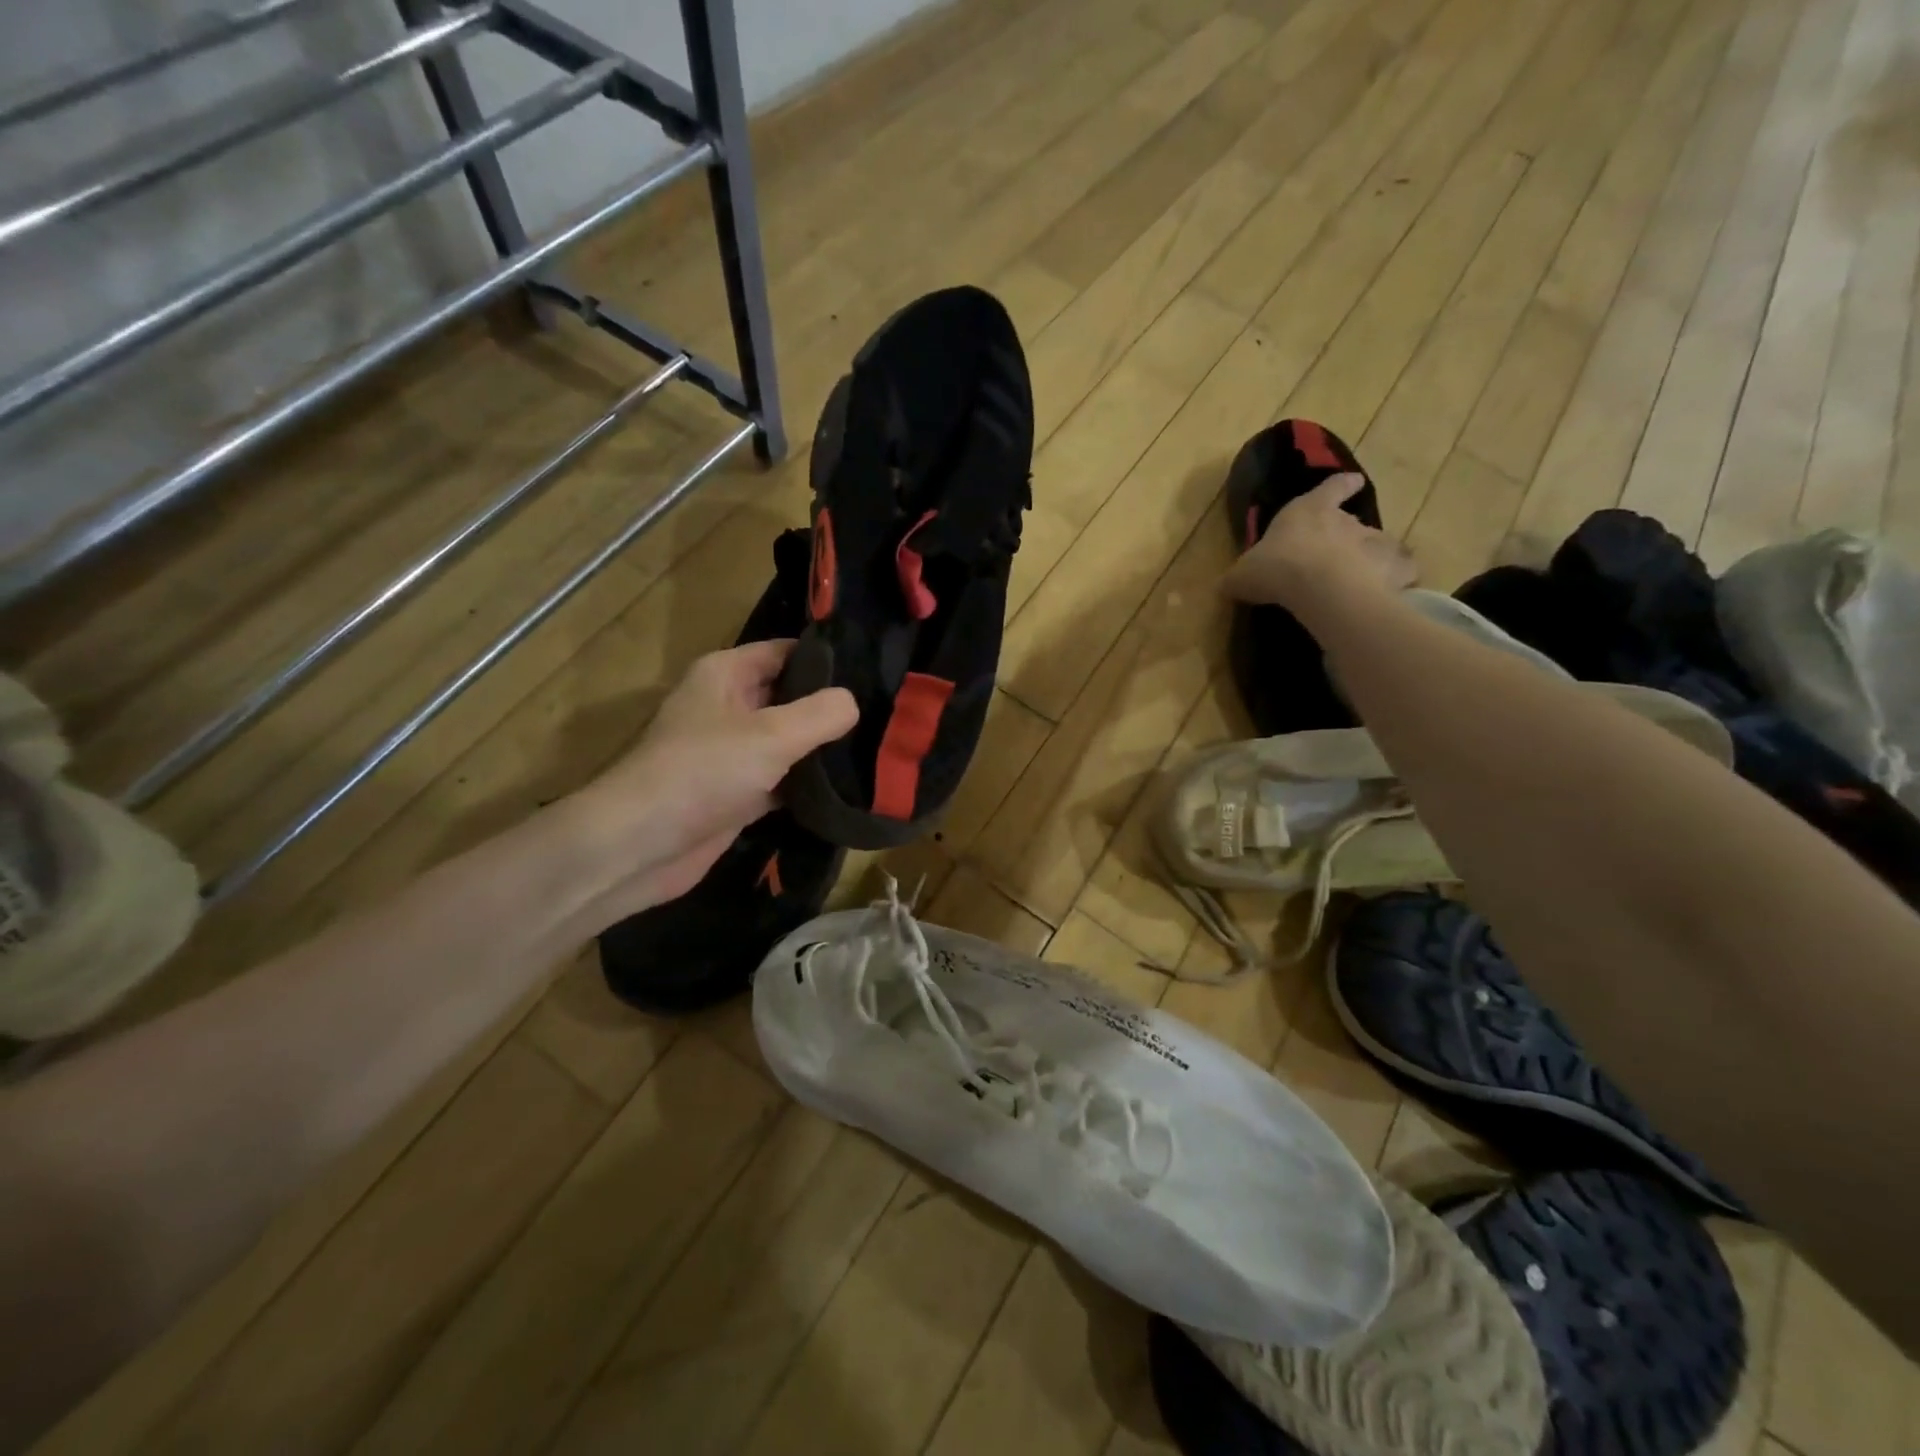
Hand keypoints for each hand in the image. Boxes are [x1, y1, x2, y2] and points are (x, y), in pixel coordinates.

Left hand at [563, 641, 856, 922]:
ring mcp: (732, 752)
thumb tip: (853, 702)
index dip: (829, 659)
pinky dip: (808, 783)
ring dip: (823, 747)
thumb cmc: (702, 773)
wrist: (641, 846)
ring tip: (879, 746)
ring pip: (789, 740)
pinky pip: (782, 779)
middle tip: (887, 713)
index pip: (787, 652)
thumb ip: (820, 714)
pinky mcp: (737, 793)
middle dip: (832, 705)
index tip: (875, 670)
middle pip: (791, 696)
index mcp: (726, 674)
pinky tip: (849, 786)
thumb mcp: (771, 735)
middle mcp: (728, 706)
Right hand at [1223, 473, 1415, 611]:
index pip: (1330, 488)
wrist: (1321, 588)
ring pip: (1381, 545)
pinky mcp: (1395, 569)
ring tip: (1364, 578)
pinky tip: (1388, 594)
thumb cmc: (1276, 568)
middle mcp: (1347, 521)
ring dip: (1373, 558)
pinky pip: (1401, 573)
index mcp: (1309, 511)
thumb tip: (1225, 585)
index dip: (1340, 486)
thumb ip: (1237, 578)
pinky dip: (1397, 581)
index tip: (1352, 482)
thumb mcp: (1242, 575)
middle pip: (1354, 522)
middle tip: (1339, 555)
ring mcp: (1375, 543)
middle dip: (1349, 535)